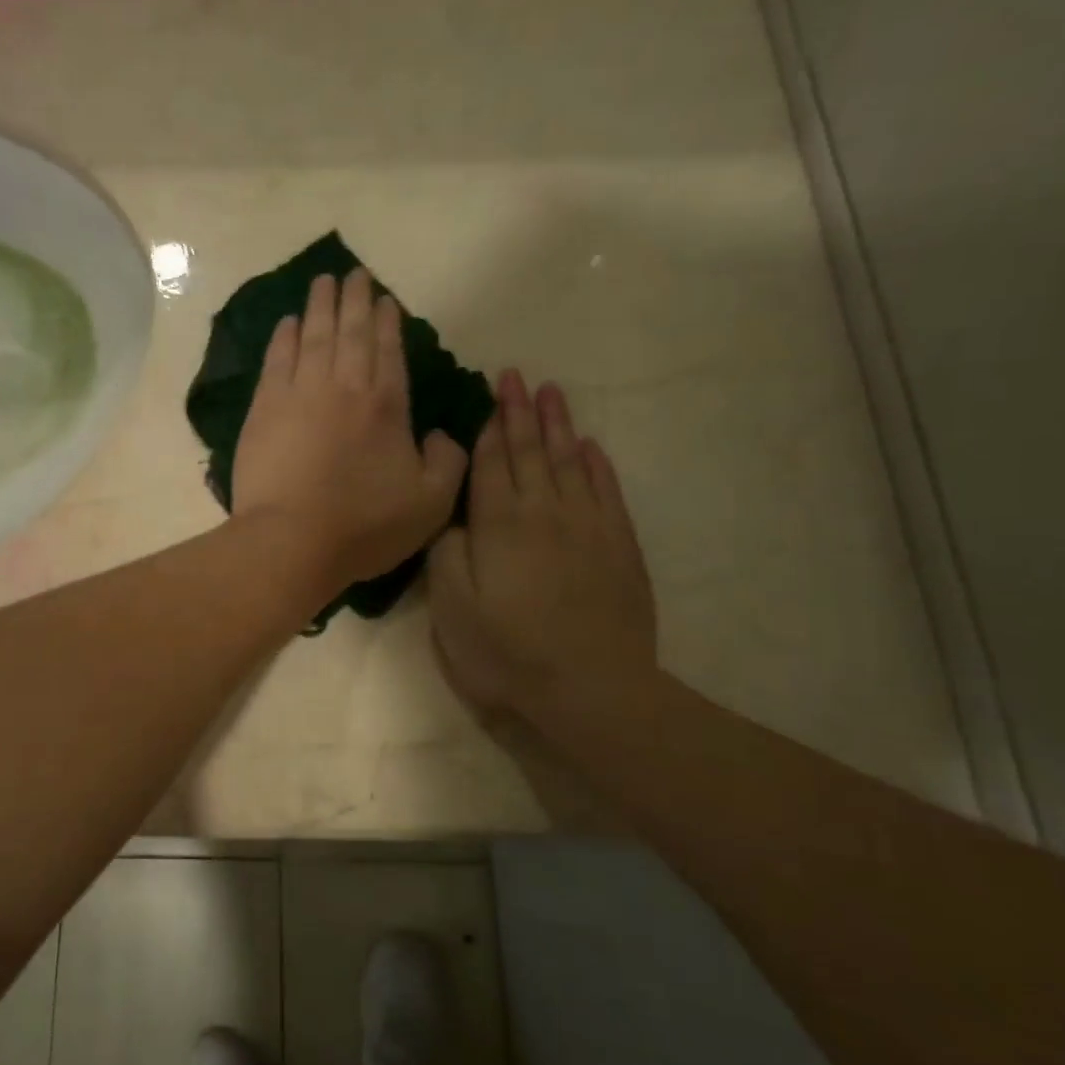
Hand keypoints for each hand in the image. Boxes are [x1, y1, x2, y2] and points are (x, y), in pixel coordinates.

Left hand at [232, 269, 467, 594]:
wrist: (291, 541)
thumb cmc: (363, 526)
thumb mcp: (430, 503)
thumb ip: (448, 462)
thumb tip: (444, 434)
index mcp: (386, 406)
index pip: (388, 351)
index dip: (388, 322)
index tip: (385, 299)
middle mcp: (344, 387)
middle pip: (351, 333)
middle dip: (355, 300)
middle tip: (355, 274)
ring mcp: (299, 394)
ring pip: (313, 337)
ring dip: (320, 306)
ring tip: (323, 281)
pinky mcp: (264, 409)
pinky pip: (276, 360)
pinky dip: (283, 337)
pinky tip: (287, 322)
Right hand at [428, 372, 658, 729]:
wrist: (592, 688)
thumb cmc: (508, 651)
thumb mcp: (452, 608)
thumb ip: (445, 553)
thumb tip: (451, 516)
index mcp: (499, 524)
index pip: (492, 463)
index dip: (489, 426)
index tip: (491, 391)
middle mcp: (545, 512)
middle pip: (531, 451)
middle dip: (521, 412)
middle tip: (517, 376)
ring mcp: (588, 527)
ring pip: (571, 462)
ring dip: (559, 425)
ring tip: (552, 392)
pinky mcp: (619, 547)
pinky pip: (606, 491)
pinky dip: (597, 465)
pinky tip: (591, 447)